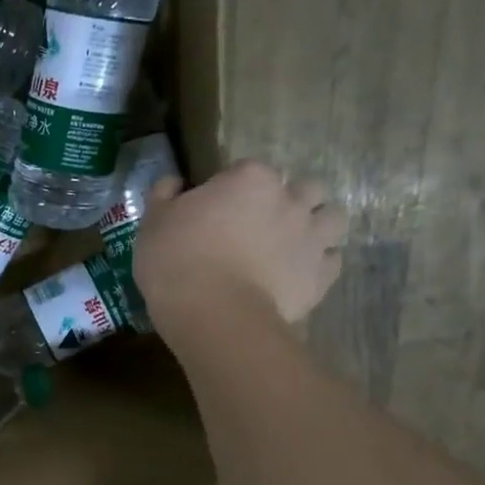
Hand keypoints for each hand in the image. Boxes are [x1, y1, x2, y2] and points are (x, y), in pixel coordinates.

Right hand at [133, 161, 348, 341]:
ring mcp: (312, 236)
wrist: (214, 314)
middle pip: (302, 188)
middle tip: (260, 224)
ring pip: (332, 217)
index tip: (213, 210)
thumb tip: (174, 182)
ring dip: (316, 225)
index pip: (245, 170)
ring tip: (293, 244)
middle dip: (287, 200)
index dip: (230, 189)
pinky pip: (332, 260)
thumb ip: (164, 195)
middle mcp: (290, 199)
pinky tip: (298, 274)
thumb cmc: (176, 260)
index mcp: (249, 179)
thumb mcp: (152, 223)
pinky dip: (319, 264)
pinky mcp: (322, 274)